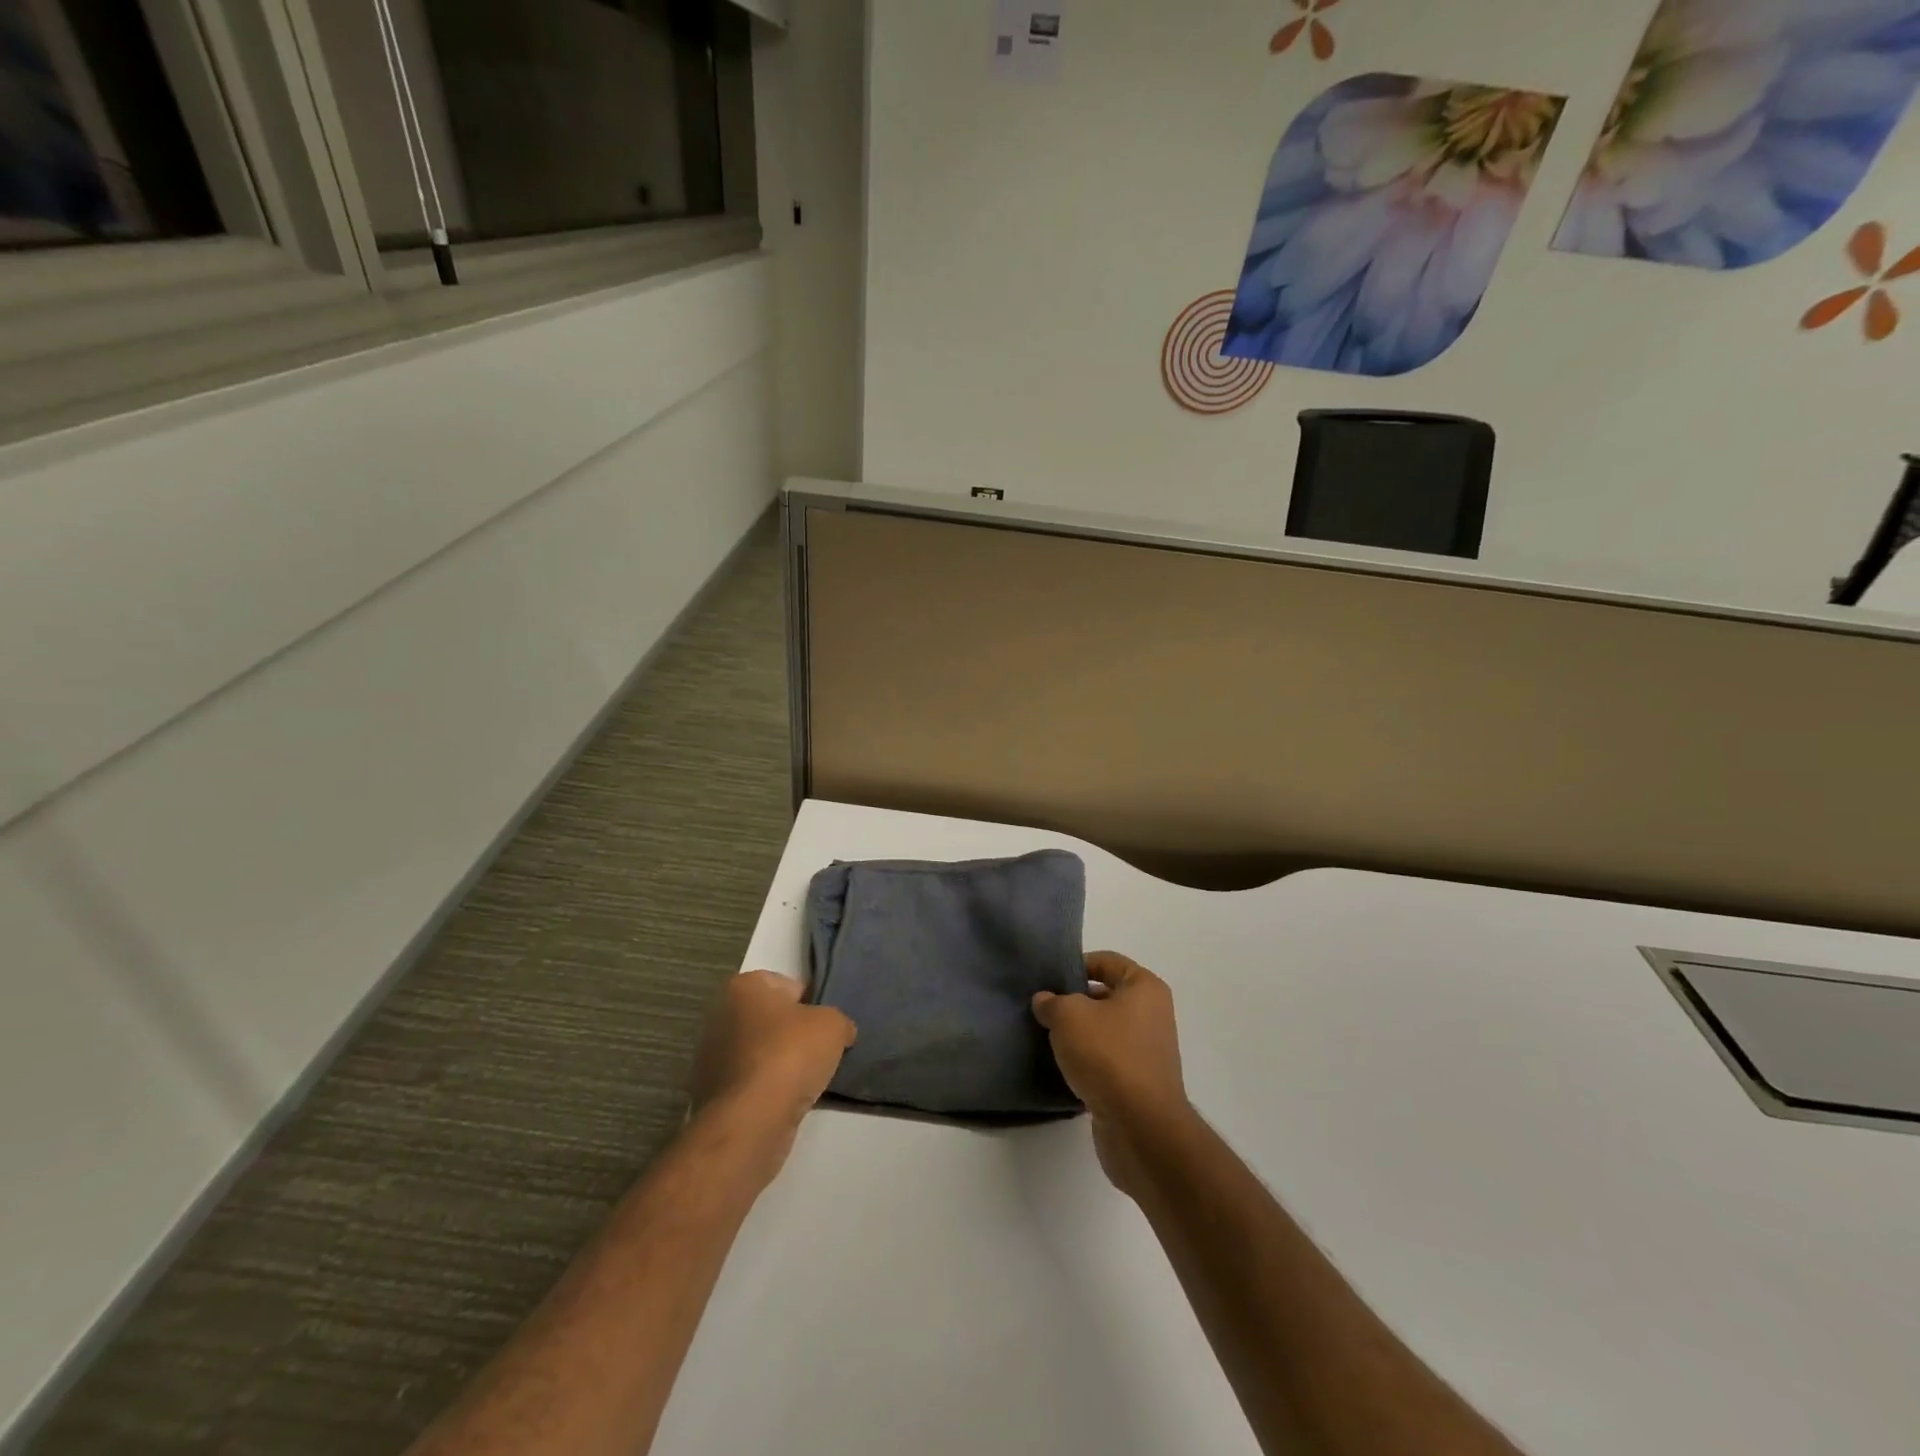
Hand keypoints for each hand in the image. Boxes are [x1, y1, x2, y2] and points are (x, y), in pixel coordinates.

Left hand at [690, 971, 855, 1159]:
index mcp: (744, 986)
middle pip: (772, 1020)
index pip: (788, 986)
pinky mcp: (711, 1093)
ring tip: (806, 1081)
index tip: (826, 1027)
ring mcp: (711, 1056)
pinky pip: (751, 1082)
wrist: (752, 1119)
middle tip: (819, 1052)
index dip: (812, 1005)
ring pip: (761, 1052)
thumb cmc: (791, 1055)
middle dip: (793, 1034)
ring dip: (781, 1064)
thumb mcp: (833, 1025)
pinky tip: (786, 1101)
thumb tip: (840, 1032)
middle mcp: (720, 1014)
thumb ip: (838, 1021)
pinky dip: (767, 1089)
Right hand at [1033, 952, 1192, 1196]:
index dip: (1078, 964)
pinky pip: (1107, 1060)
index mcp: (1145, 988)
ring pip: (1105, 1030)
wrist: (1140, 1127)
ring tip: (1047, 1037)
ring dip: (1079, 1034)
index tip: (1050, 977)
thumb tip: (1045, 1001)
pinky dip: (1087, 1062)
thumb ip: (1052, 1002)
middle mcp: (1153, 1014)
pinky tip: (1062, 1068)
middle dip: (1075, 1001)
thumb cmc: (1108, 1056)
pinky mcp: (1139, 1082)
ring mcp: (1148, 1050)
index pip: (1108, 961)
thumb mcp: (1069, 1016)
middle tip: (1043, 1008)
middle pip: (1106, 995)